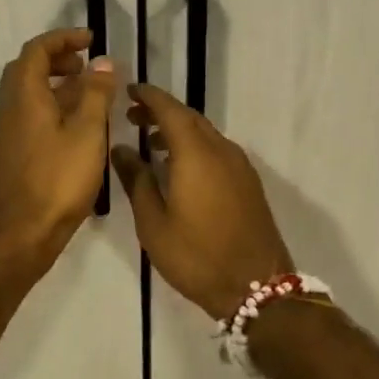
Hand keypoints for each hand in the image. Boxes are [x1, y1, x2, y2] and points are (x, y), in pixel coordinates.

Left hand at [0, 28, 118, 267]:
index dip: (63, 39)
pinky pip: (27, 116)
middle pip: (26, 69)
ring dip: (54, 85)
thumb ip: (95, 93)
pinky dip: (49, 107)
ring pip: (26, 95)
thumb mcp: (88, 133)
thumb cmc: (58, 180)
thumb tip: (101, 61)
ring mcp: (5, 135)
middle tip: (87, 66)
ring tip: (87, 95)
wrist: (22, 234)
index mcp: (23, 97)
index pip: (36, 50)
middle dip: (57, 59)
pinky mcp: (9, 155)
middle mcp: (7, 110)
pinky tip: (73, 128)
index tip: (90, 39)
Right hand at [110, 84, 292, 320]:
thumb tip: (120, 149)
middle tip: (133, 117)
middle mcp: (221, 150)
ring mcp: (239, 166)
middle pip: (189, 117)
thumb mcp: (154, 223)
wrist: (257, 287)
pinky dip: (195, 146)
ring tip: (151, 142)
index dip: (148, 96)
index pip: (170, 109)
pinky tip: (179, 166)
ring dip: (178, 130)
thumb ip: (137, 180)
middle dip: (161, 111)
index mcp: (196, 153)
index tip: (128, 91)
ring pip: (205, 133)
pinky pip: (217, 150)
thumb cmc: (197, 256)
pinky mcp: (248, 182)